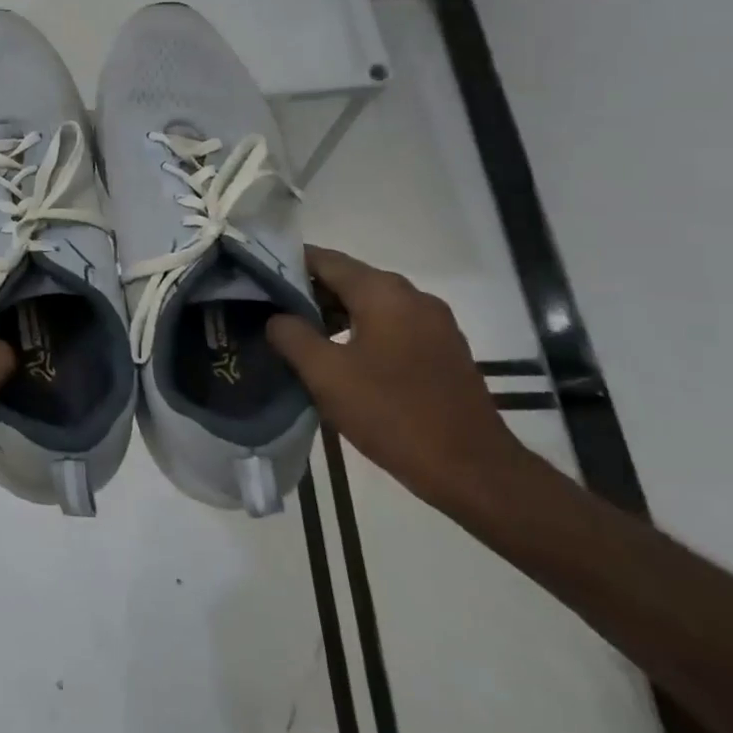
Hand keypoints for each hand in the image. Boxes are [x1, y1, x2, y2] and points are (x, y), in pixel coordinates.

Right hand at [266, 246, 528, 513]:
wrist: (475, 472)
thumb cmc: (393, 415)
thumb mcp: (326, 375)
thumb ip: (291, 336)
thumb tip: (277, 317)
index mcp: (383, 292)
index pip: (324, 259)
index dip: (287, 265)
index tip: (257, 279)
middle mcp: (412, 295)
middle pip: (349, 278)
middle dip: (309, 291)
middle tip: (272, 311)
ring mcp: (434, 322)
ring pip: (371, 303)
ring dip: (336, 313)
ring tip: (301, 337)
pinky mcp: (444, 349)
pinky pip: (392, 324)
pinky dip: (363, 330)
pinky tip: (343, 358)